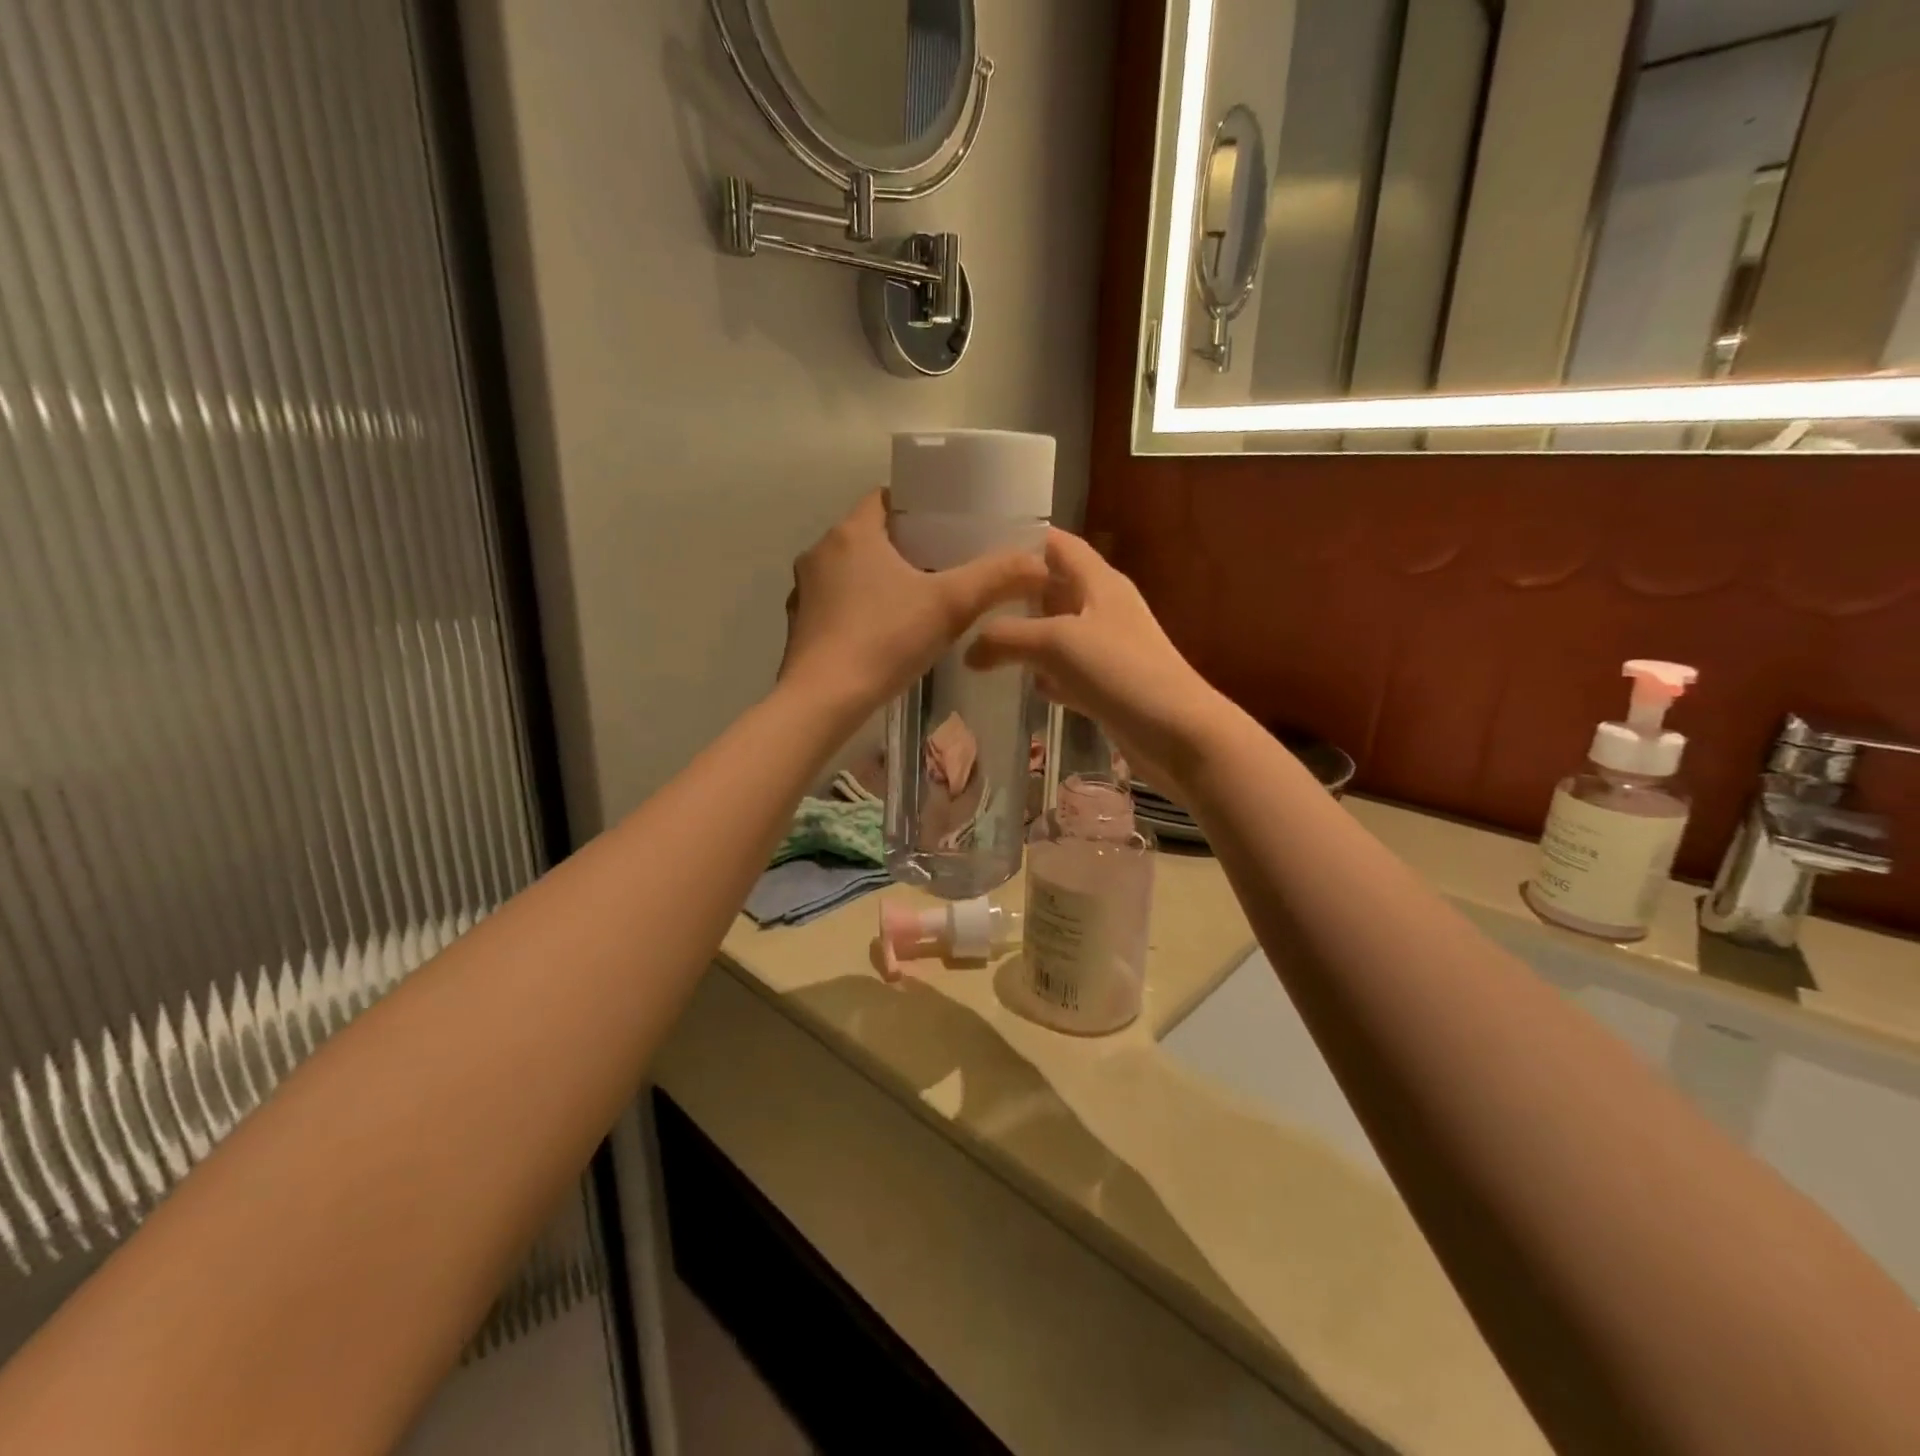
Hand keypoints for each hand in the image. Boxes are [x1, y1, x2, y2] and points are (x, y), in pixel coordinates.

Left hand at [779, 491, 1047, 714]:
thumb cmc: (885, 640)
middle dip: (904, 547)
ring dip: (879, 580)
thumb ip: (996, 579)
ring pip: (850, 572)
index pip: (886, 498)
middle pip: (869, 535)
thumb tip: (1040, 564)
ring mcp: (803, 591)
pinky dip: (858, 610)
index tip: (947, 526)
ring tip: (916, 601)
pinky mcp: (798, 626)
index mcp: (852, 533)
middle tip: (943, 566)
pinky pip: (835, 604)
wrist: (823, 700)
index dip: (918, 507)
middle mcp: (819, 553)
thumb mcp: (951, 605)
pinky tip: (882, 635)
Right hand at [965, 529, 1227, 785]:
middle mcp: (1104, 609)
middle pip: (1055, 589)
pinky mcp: (1107, 687)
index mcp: (1100, 583)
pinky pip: (1068, 672)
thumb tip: (969, 649)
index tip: (981, 545)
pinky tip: (1021, 684)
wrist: (1178, 734)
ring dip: (1027, 635)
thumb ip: (1007, 637)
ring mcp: (1107, 650)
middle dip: (1016, 591)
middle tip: (970, 598)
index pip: (1059, 545)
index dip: (1024, 540)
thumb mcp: (1057, 643)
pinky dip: (1045, 675)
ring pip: (1059, 633)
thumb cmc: (1121, 672)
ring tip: (981, 638)